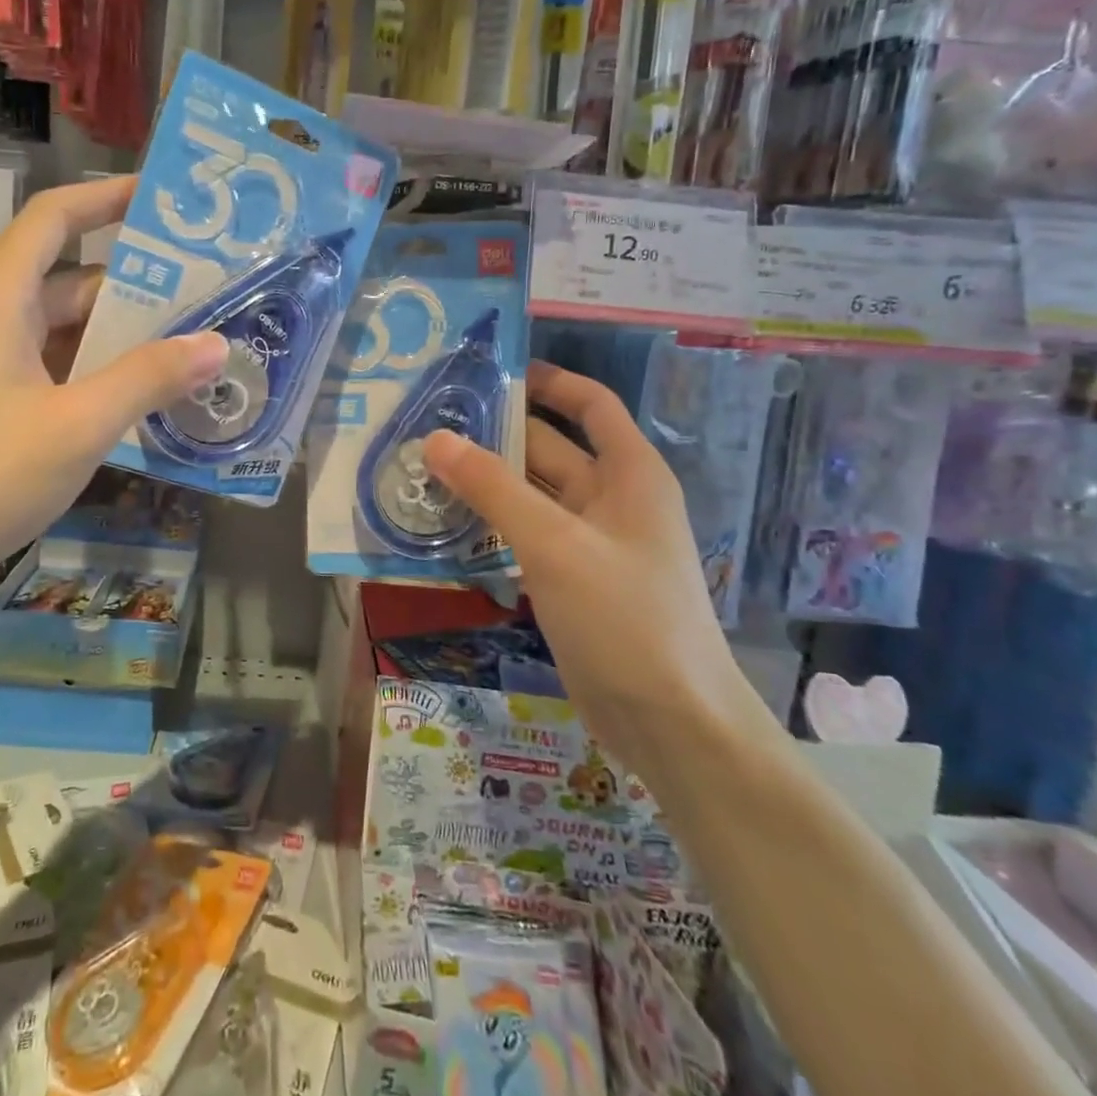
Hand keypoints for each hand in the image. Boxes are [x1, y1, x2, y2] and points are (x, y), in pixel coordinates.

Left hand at [0, 177, 227, 599]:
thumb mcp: (75, 426)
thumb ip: (147, 379)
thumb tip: (216, 343)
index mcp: (0, 297)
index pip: (56, 217)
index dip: (108, 198)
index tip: (164, 201)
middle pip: (68, 279)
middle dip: (136, 284)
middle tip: (206, 294)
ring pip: (60, 333)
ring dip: (118, 339)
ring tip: (188, 349)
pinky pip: (46, 373)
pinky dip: (91, 378)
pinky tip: (134, 405)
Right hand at [422, 362, 755, 773]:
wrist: (671, 723)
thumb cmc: (625, 617)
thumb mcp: (554, 544)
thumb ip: (493, 489)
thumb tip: (435, 439)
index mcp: (629, 473)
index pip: (590, 404)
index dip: (547, 381)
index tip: (489, 372)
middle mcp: (612, 499)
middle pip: (550, 449)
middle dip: (496, 436)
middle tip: (429, 424)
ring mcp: (592, 543)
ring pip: (533, 496)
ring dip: (487, 484)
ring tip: (424, 470)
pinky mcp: (573, 581)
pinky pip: (527, 537)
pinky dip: (493, 527)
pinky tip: (448, 526)